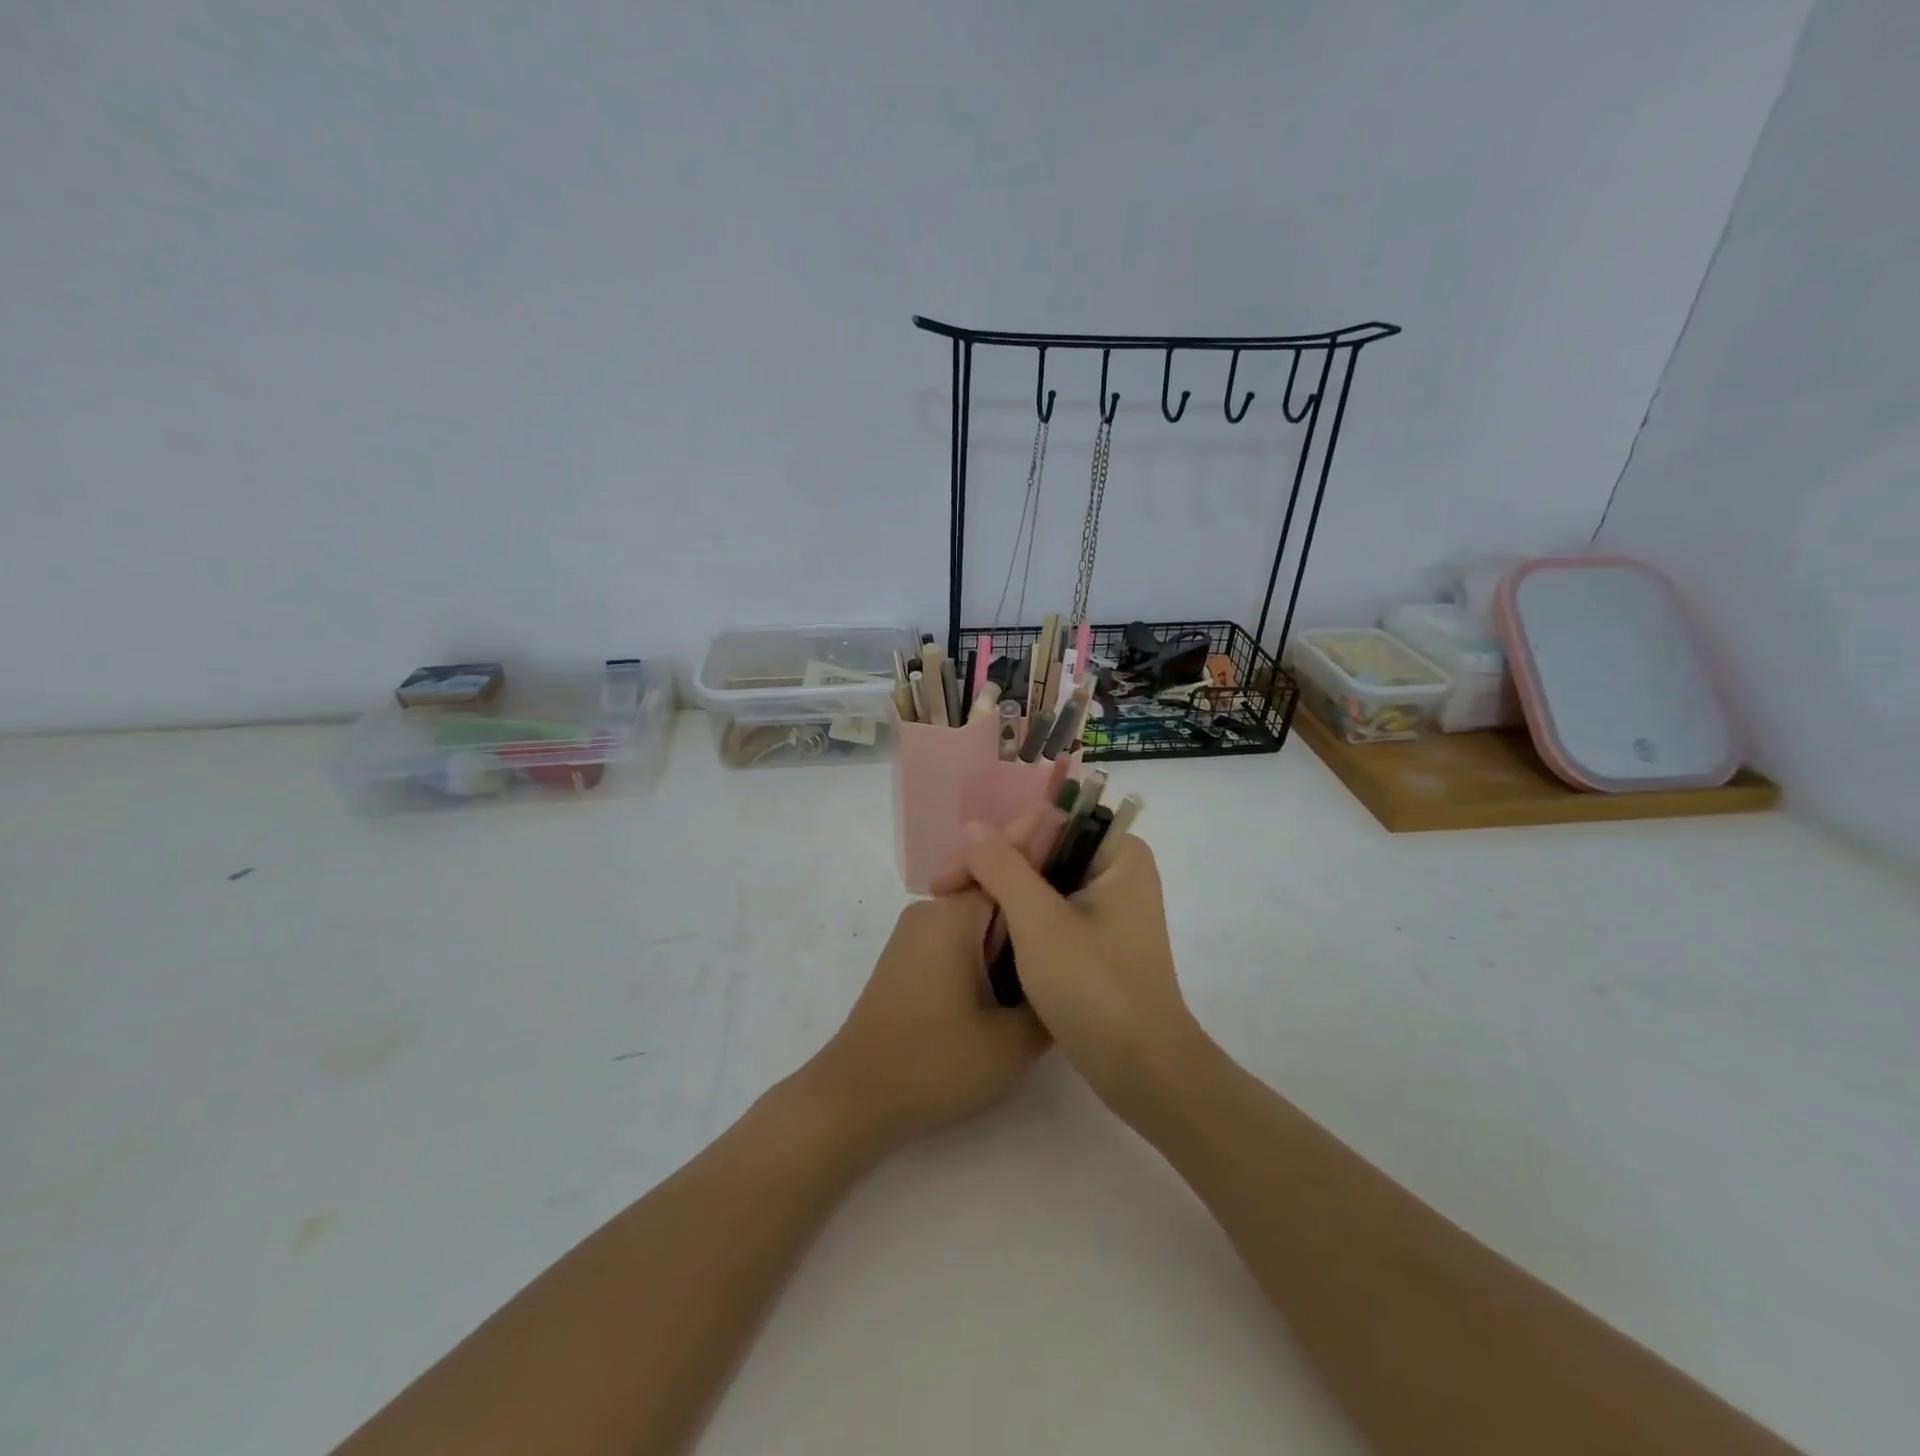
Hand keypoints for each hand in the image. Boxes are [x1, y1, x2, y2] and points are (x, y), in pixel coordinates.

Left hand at [807, 813, 1061, 1152]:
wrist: (854, 1099)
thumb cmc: (933, 1065)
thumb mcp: (1010, 1044)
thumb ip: (1050, 1004)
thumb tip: (1071, 979)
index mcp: (954, 916)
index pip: (1009, 865)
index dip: (1048, 852)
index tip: (1080, 835)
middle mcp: (931, 912)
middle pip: (995, 888)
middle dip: (1034, 894)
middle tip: (1083, 906)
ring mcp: (916, 935)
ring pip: (979, 915)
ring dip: (1014, 926)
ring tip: (1059, 943)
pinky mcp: (909, 958)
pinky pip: (960, 936)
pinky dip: (990, 945)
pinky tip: (1017, 975)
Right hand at [936, 824, 1204, 1122]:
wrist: (1143, 1071)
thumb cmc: (1094, 986)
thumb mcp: (1039, 921)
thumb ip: (1003, 867)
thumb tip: (971, 827)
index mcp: (1119, 854)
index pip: (1044, 823)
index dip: (991, 842)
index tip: (948, 874)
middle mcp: (1118, 872)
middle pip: (1041, 850)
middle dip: (990, 866)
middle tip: (940, 890)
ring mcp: (1110, 909)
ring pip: (1042, 882)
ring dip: (998, 891)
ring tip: (950, 903)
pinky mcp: (1099, 941)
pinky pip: (1050, 911)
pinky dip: (1016, 916)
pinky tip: (983, 925)